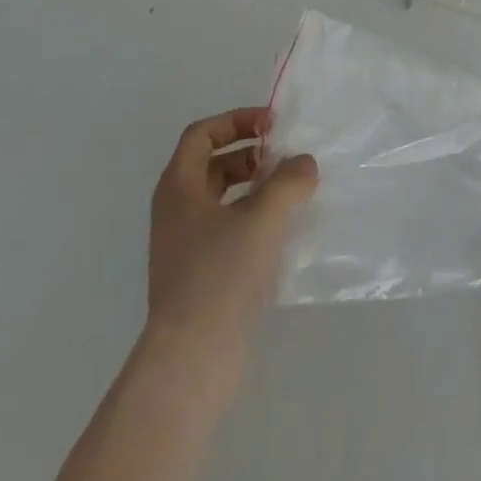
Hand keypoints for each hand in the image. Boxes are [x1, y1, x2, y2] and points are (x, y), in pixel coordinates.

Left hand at [146, 107, 317, 359]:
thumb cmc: (221, 274)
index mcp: (179, 186)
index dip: (237, 120)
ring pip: (221, 199)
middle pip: (212, 164)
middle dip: (250, 155)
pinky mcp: (198, 276)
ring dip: (255, 188)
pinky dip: (253, 220)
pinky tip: (282, 233)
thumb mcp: (263, 217)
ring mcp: (184, 246)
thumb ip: (289, 180)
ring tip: (290, 194)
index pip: (202, 133)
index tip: (272, 125)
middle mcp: (176, 211)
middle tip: (284, 160)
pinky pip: (227, 230)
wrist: (192, 360)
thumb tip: (304, 163)